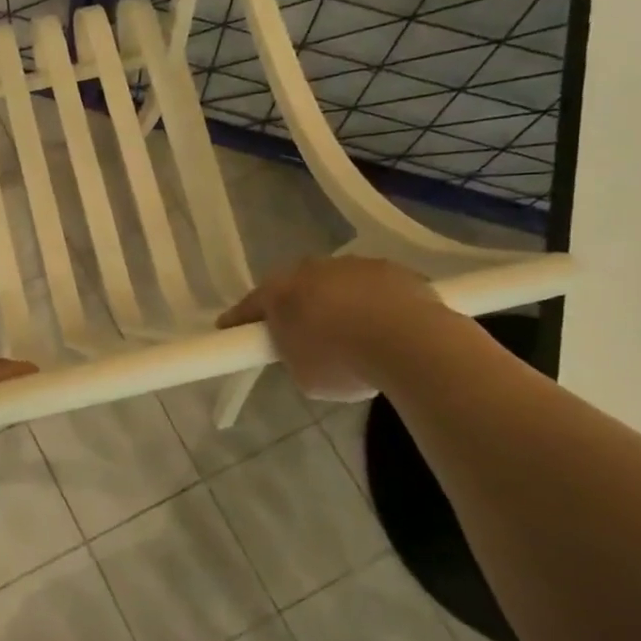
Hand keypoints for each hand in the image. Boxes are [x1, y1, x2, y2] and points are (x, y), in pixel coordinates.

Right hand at [217, 256, 443, 400]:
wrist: (410, 343)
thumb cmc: (343, 362)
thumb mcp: (304, 375)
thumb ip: (295, 355)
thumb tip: (305, 350)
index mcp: (280, 292)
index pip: (250, 305)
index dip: (239, 320)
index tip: (229, 329)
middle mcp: (312, 269)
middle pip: (295, 286)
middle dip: (296, 306)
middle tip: (301, 333)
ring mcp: (354, 265)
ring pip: (336, 283)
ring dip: (337, 302)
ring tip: (352, 333)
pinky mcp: (393, 269)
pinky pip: (373, 287)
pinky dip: (373, 303)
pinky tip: (385, 327)